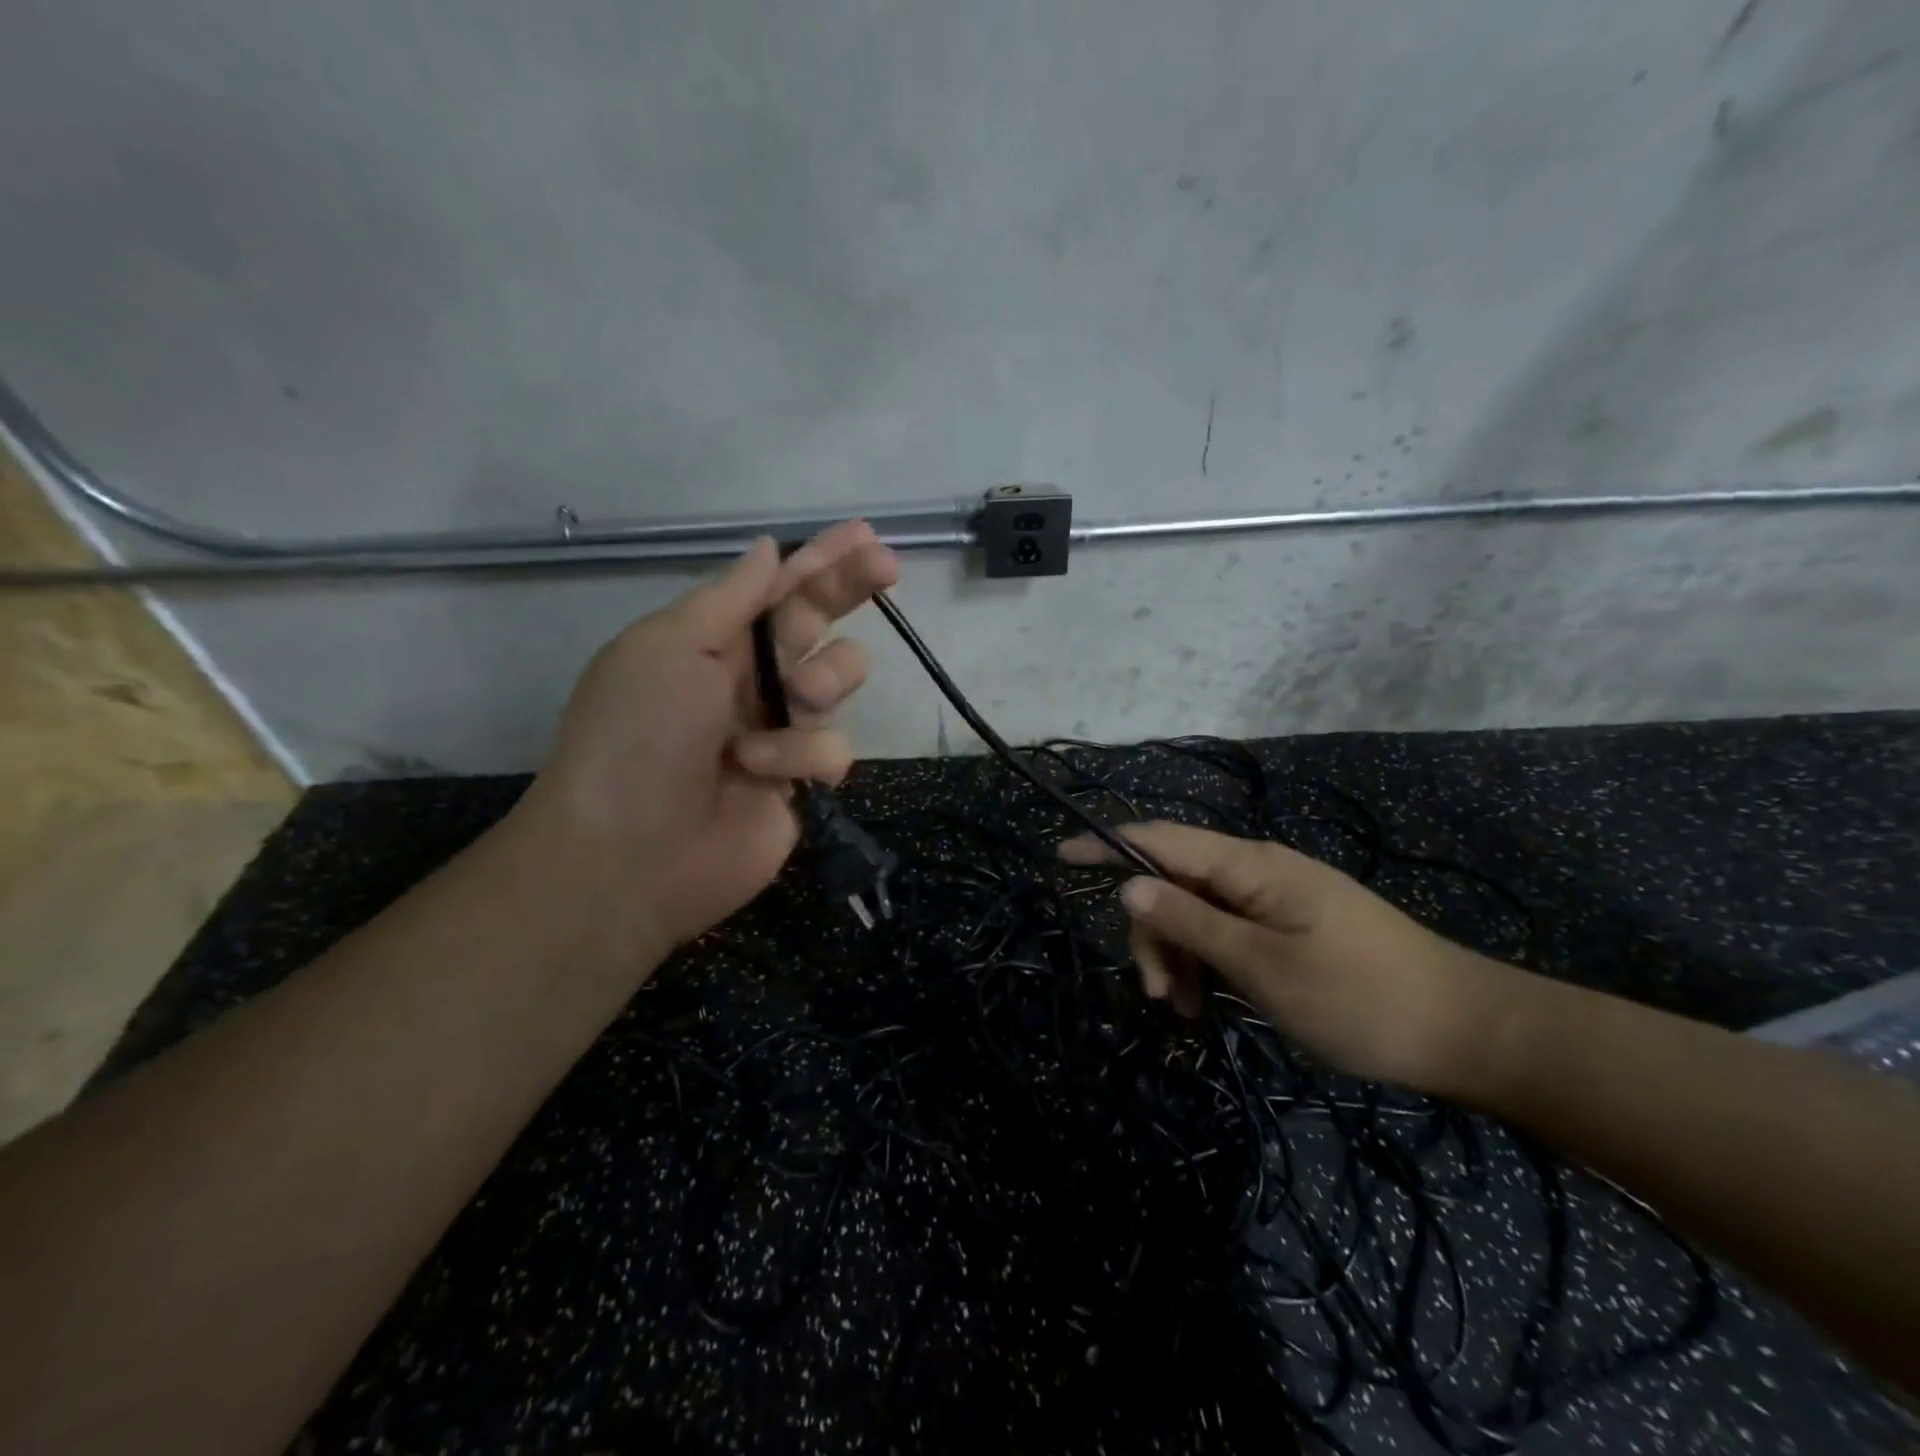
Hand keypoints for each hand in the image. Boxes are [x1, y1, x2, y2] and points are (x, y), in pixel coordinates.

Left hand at [514, 520, 898, 966]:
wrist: (630, 851)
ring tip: (794, 698)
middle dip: (852, 589)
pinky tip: (762, 770)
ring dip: (824, 680)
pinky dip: (802, 754)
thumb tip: (768, 549)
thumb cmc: (638, 734)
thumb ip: (729, 598)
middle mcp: (754, 679)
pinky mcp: (803, 781)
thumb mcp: (669, 646)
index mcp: (715, 642)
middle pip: (821, 623)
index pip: (778, 588)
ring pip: (839, 681)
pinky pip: (834, 748)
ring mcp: (782, 731)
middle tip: (887, 566)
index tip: (865, 534)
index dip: (820, 559)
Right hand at [1060, 822, 1533, 1096]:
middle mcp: (1257, 872)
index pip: (1160, 839)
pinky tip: (1212, 1004)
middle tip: (1161, 996)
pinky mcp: (1288, 928)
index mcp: (1250, 866)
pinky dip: (1208, 965)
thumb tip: (1128, 883)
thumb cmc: (1361, 998)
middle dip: (1153, 933)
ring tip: (1189, 1012)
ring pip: (1197, 913)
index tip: (1059, 855)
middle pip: (1174, 884)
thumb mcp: (1263, 967)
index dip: (1107, 844)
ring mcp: (1274, 900)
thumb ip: (1190, 921)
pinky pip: (1227, 934)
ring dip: (1180, 956)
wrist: (1467, 1032)